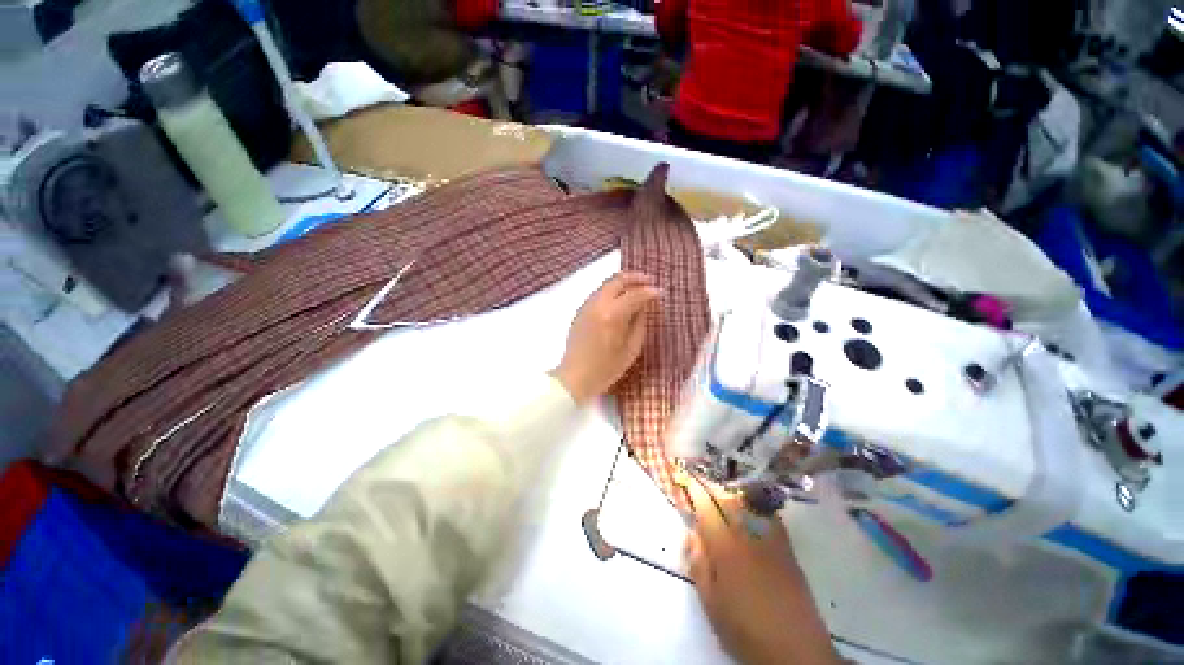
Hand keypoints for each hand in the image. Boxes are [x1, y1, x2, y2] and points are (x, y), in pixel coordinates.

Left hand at [551, 271, 660, 403]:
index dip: (650, 291)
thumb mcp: (631, 349)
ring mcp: (586, 306)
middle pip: (617, 280)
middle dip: (635, 277)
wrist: (575, 377)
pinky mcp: (580, 311)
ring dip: (622, 283)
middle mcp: (598, 304)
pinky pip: (599, 293)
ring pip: (606, 284)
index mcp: (612, 315)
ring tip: (636, 289)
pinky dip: (612, 291)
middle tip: (649, 281)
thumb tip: (644, 306)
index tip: (660, 293)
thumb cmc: (606, 368)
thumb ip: (640, 323)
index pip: (635, 294)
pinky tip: (620, 300)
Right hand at [682, 475, 839, 664]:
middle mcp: (748, 536)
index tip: (685, 477)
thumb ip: (699, 565)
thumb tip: (692, 533)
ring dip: (732, 492)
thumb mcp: (712, 604)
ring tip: (722, 489)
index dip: (695, 490)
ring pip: (749, 504)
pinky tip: (752, 507)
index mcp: (726, 549)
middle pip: (728, 499)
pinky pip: (769, 516)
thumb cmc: (745, 630)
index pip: (707, 508)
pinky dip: (757, 505)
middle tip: (700, 479)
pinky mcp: (787, 549)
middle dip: (712, 486)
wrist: (796, 650)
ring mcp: (771, 540)